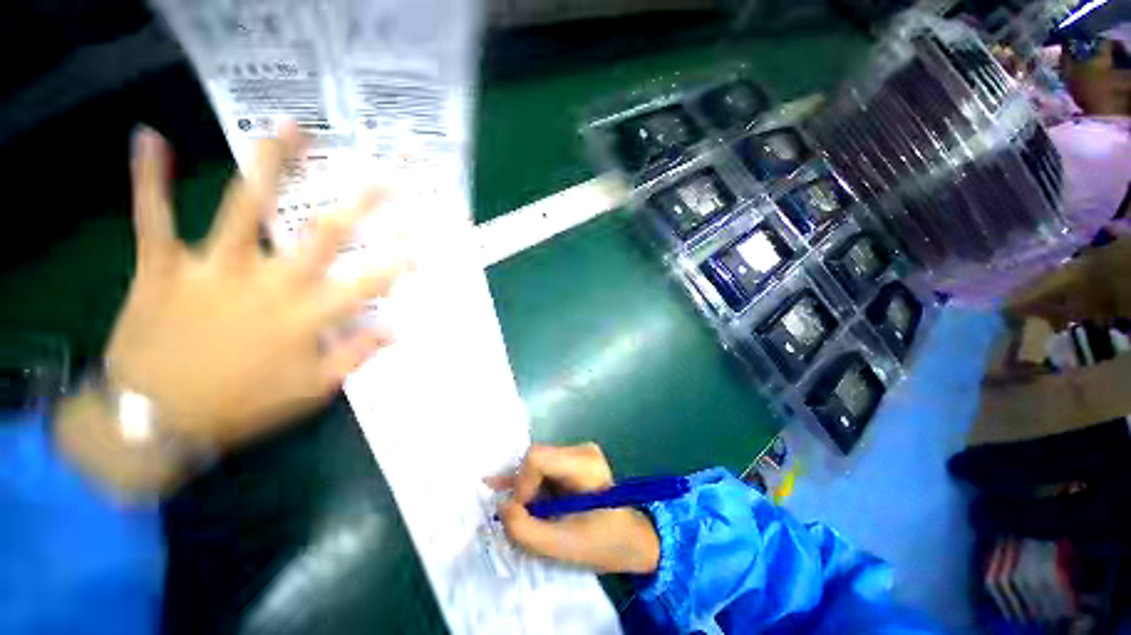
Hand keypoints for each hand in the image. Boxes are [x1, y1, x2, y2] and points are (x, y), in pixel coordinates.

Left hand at [102, 124, 400, 446]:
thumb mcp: (311, 392)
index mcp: (306, 317)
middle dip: (362, 201)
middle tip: (386, 172)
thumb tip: (398, 329)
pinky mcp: (163, 267)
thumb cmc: (241, 406)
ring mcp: (213, 270)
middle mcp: (269, 284)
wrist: (154, 424)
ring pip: (244, 208)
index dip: (401, 261)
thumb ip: (355, 355)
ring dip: (270, 165)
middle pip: (324, 234)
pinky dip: (150, 179)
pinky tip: (150, 138)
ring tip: (292, 128)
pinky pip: (154, 217)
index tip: (425, 240)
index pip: (369, 283)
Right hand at [493, 444, 660, 574]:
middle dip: (523, 489)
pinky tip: (518, 498)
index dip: (522, 484)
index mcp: (585, 464)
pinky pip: (544, 466)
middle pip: (535, 459)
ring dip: (528, 489)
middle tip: (526, 517)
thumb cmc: (601, 544)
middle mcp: (581, 449)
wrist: (629, 538)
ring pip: (536, 463)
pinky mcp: (573, 459)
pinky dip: (532, 484)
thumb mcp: (560, 546)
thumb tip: (501, 506)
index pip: (536, 457)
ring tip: (531, 514)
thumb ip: (524, 529)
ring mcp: (578, 451)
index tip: (526, 513)